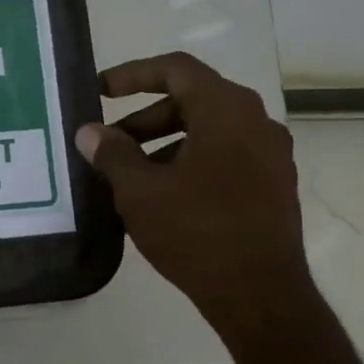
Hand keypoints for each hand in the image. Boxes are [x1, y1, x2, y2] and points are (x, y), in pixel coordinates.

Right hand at [75, 53, 310, 338]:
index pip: (176, 69)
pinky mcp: (273, 187)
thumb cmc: (196, 231)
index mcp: (227, 110)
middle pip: (192, 101)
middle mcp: (256, 122)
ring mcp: (271, 156)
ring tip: (129, 178)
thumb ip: (112, 154)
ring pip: (208, 133)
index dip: (132, 74)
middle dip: (143, 119)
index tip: (100, 91)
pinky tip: (162, 199)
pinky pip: (224, 158)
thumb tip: (90, 132)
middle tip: (108, 146)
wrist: (260, 294)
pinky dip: (189, 164)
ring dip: (164, 145)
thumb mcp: (141, 191)